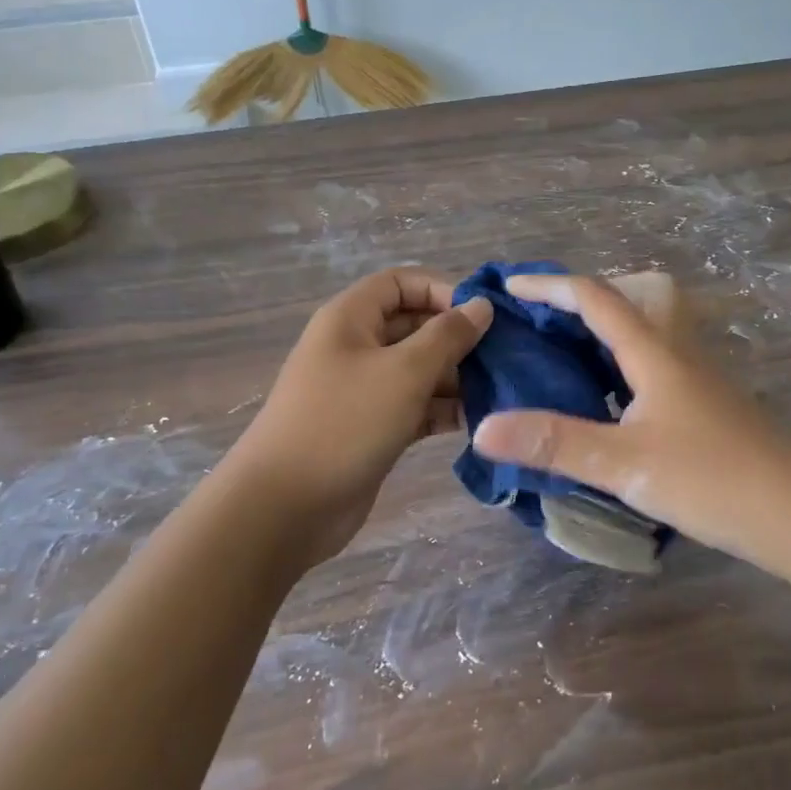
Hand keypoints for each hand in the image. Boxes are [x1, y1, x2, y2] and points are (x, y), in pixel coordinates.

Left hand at [222, 268, 493, 565]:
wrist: (286, 507)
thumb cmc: (345, 423)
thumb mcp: (404, 372)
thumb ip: (447, 336)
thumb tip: (481, 305)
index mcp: (351, 319)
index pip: (400, 283)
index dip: (441, 289)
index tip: (483, 314)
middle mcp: (356, 347)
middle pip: (414, 326)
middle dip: (457, 337)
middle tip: (505, 356)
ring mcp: (364, 391)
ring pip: (419, 370)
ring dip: (457, 377)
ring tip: (501, 391)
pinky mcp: (373, 428)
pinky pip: (415, 407)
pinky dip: (444, 410)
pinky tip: (481, 420)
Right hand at [470, 273, 790, 562]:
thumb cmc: (712, 480)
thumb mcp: (623, 463)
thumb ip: (554, 442)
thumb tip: (484, 428)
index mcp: (654, 354)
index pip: (596, 299)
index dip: (551, 286)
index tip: (511, 286)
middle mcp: (678, 355)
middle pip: (632, 300)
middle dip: (586, 298)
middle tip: (546, 321)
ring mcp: (699, 381)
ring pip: (647, 334)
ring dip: (606, 332)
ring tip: (566, 359)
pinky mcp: (709, 408)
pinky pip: (656, 366)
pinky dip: (623, 366)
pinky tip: (609, 404)